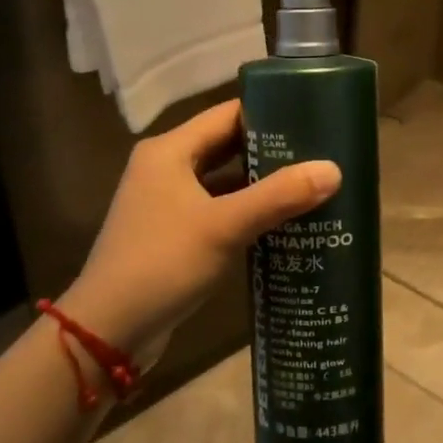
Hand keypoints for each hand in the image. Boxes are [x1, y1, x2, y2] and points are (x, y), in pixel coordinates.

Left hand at [58, 100, 339, 363]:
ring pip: (225, 180)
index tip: (313, 116)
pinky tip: (284, 221)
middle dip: (272, 149)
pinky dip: (248, 211)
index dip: (269, 112)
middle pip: (227, 145)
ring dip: (262, 183)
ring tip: (312, 183)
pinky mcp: (175, 233)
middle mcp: (167, 168)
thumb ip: (279, 196)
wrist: (108, 330)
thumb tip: (334, 170)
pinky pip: (220, 209)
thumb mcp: (224, 226)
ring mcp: (168, 202)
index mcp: (170, 151)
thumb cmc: (162, 263)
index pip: (227, 114)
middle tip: (322, 152)